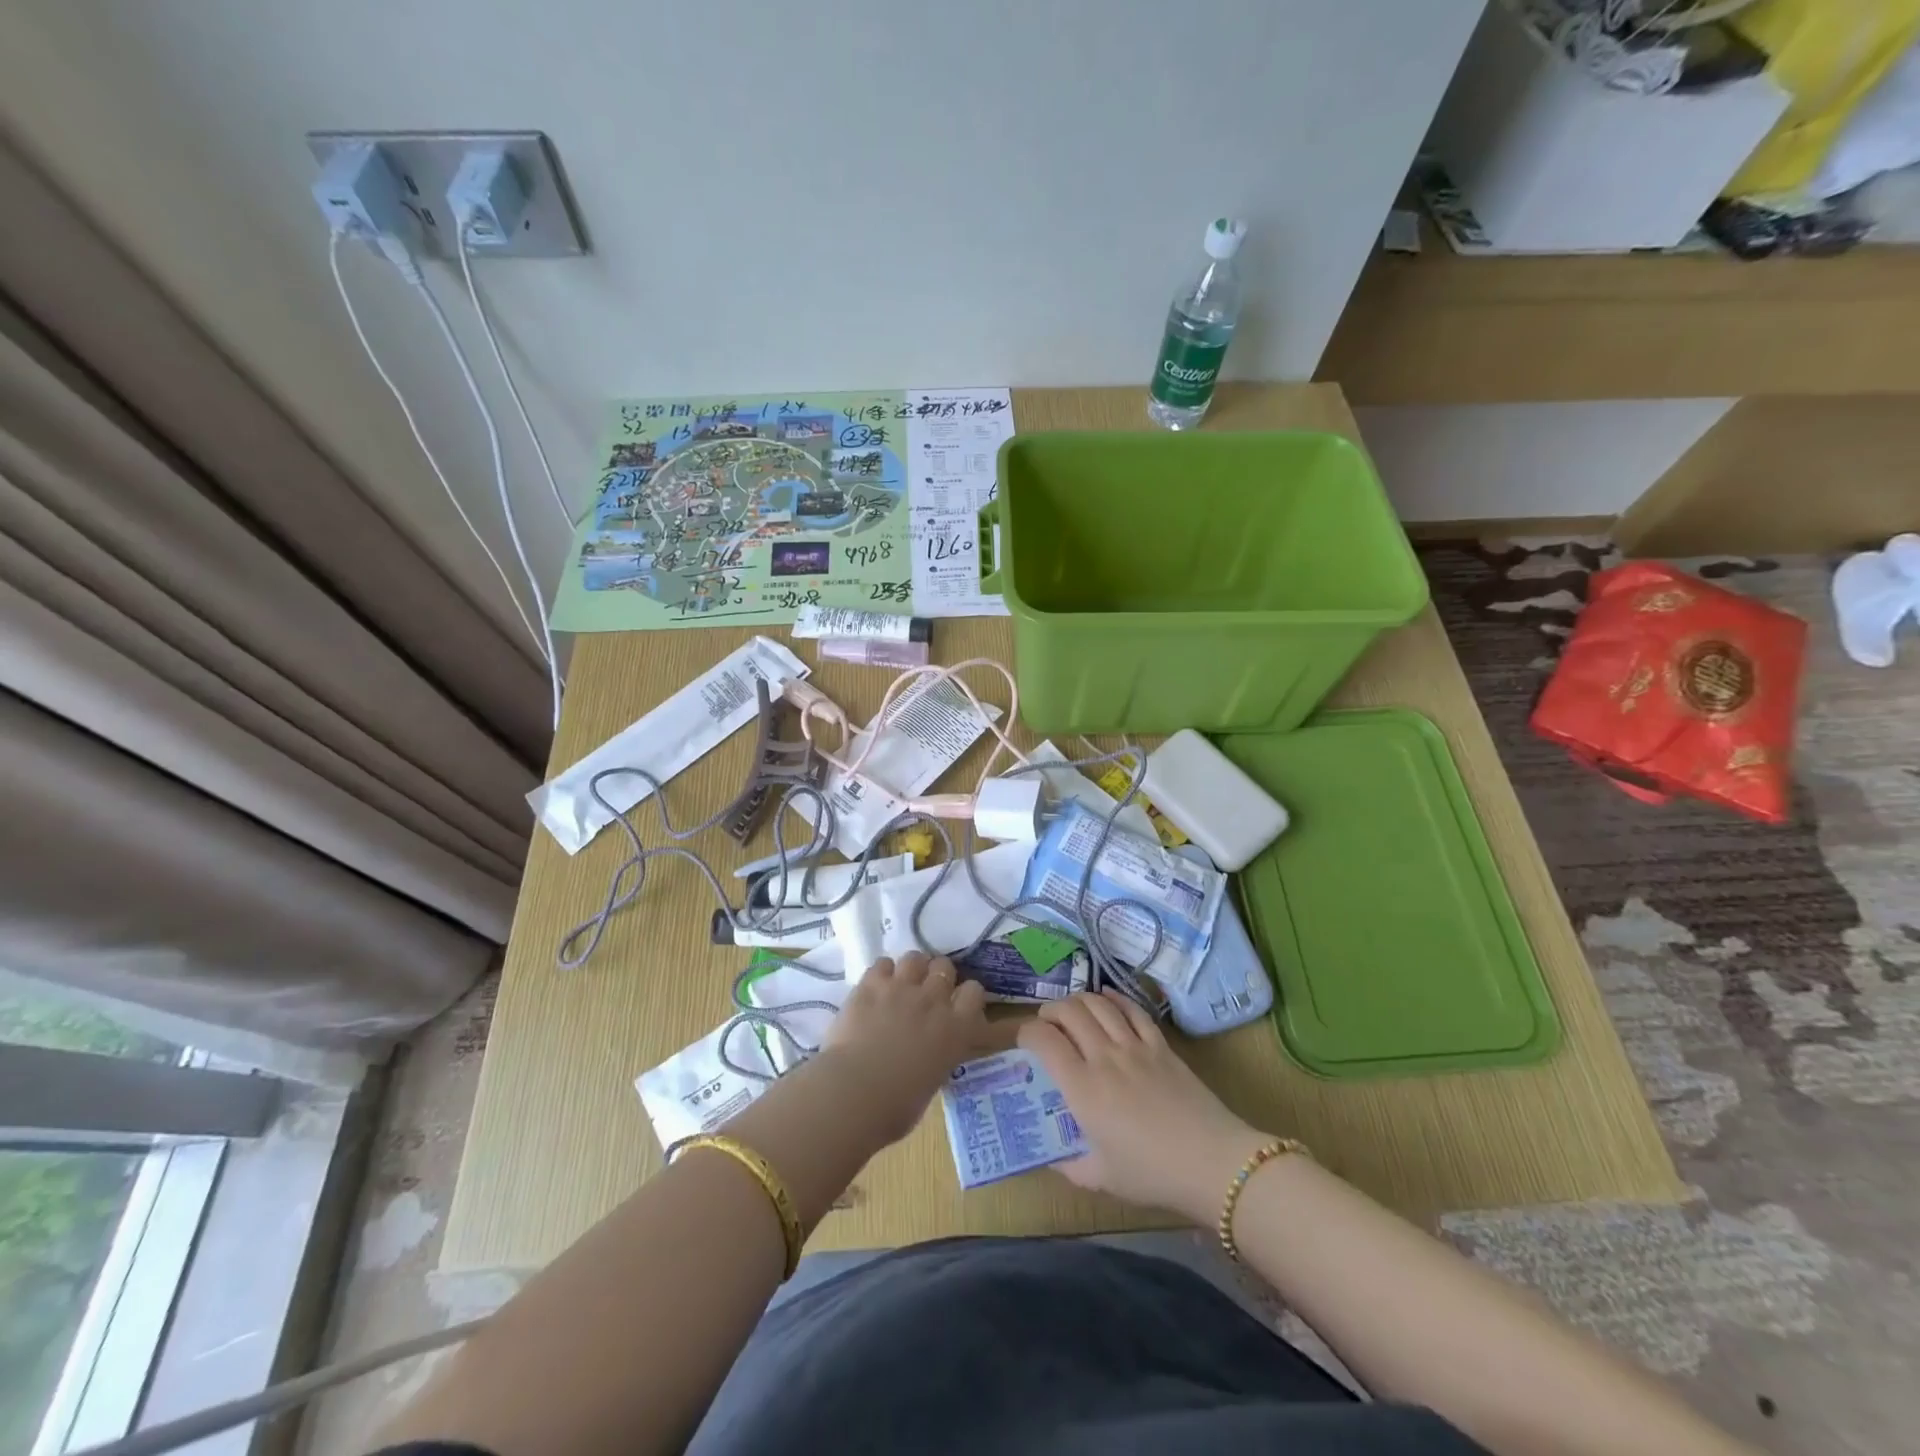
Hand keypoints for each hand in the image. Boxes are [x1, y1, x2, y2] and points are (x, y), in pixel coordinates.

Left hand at [818, 952, 987, 1145]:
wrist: (854, 1093)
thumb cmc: (896, 1106)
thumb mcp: (931, 1083)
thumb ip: (935, 1058)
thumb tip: (926, 1057)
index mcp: (956, 1030)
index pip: (974, 992)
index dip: (966, 995)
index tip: (957, 1004)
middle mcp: (933, 1001)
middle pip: (945, 966)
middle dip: (938, 975)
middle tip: (927, 992)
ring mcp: (901, 988)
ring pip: (915, 958)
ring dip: (912, 968)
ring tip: (902, 983)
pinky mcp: (871, 984)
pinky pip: (882, 963)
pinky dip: (881, 972)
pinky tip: (876, 986)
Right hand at [1018, 991, 1271, 1224]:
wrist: (1213, 1163)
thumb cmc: (1152, 1174)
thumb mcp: (1101, 1179)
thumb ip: (1069, 1166)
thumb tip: (1050, 1156)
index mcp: (1083, 1088)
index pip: (1043, 1039)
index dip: (1026, 1032)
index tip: (1024, 1042)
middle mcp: (1104, 1057)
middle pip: (1069, 1011)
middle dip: (1050, 1011)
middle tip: (1046, 1025)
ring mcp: (1134, 1046)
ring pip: (1098, 1003)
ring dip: (1078, 1001)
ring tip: (1072, 1011)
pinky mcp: (1160, 1045)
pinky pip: (1133, 1009)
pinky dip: (1115, 998)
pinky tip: (1107, 998)